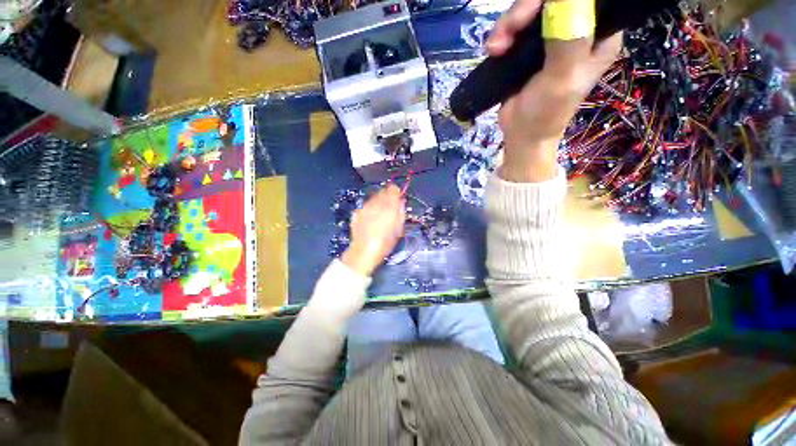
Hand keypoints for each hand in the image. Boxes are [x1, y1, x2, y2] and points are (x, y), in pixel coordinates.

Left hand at [341, 184, 405, 276]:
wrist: (363, 252)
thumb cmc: (385, 244)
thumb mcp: (398, 230)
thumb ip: (401, 213)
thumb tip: (401, 202)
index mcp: (389, 207)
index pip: (393, 189)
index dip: (396, 192)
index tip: (398, 198)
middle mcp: (376, 204)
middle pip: (382, 191)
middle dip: (387, 197)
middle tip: (390, 208)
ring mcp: (364, 207)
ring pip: (373, 197)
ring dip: (378, 202)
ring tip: (379, 214)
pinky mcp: (356, 213)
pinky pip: (365, 205)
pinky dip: (369, 209)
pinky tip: (370, 219)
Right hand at [486, 0, 622, 181]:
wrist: (521, 134)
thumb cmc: (546, 113)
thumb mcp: (561, 79)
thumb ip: (568, 39)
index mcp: (598, 33)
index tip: (538, 9)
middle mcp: (577, 28)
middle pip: (553, 0)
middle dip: (526, 10)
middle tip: (509, 31)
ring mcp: (551, 35)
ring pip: (531, 9)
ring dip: (508, 24)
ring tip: (496, 48)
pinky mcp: (529, 46)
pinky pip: (516, 26)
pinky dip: (502, 33)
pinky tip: (494, 50)